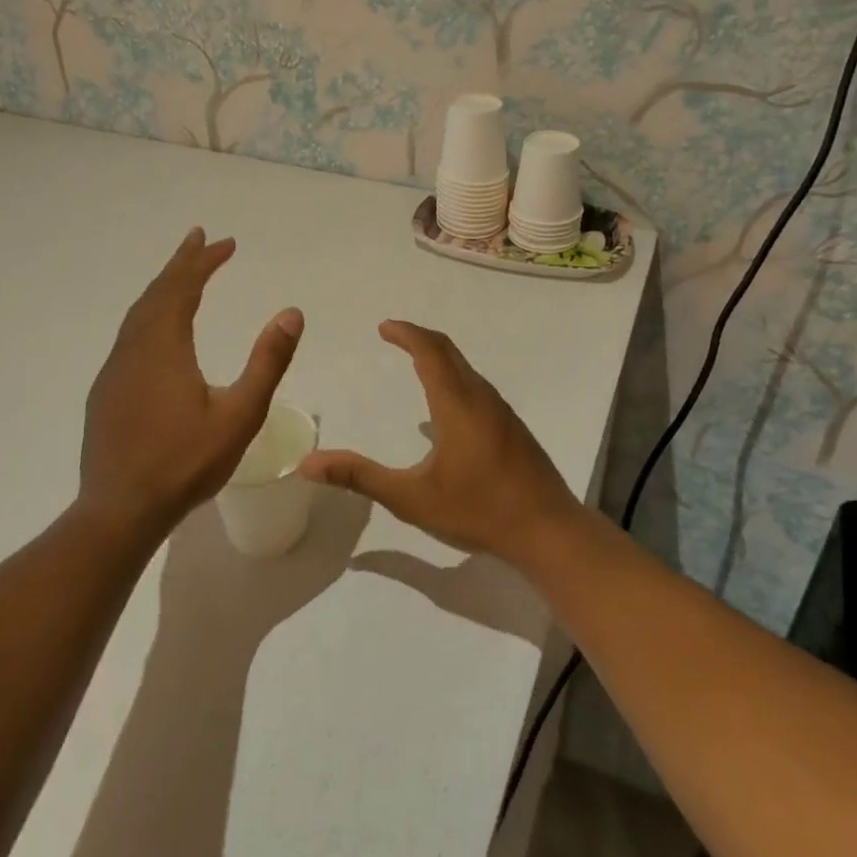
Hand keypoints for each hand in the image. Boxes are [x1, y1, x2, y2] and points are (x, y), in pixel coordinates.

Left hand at [78, 228, 302, 537]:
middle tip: (200, 238)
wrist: (119, 510)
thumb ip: (267, 362)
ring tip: (182, 274)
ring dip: (162, 287)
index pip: (183, 288)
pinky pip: (129, 334)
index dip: (204, 261)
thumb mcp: (240, 415)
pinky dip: (149, 313)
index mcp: (164, 347)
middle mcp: (134, 348)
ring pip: (138, 313)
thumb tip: (292, 313)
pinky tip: (158, 328)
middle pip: (157, 292)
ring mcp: (114, 370)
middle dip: (181, 263)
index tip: (226, 242)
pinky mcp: (106, 391)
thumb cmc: (185, 463)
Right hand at [298, 321, 584, 563]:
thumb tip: (309, 463)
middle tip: (394, 335)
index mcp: (457, 403)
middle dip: (420, 338)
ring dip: (439, 357)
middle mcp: (481, 397)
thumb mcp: (411, 498)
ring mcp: (501, 412)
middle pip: (449, 352)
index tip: (384, 327)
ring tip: (415, 363)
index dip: (406, 333)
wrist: (548, 530)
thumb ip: (360, 477)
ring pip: (466, 369)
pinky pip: (477, 387)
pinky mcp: (512, 428)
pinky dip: (454, 378)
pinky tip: (444, 411)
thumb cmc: (478, 510)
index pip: (429, 350)